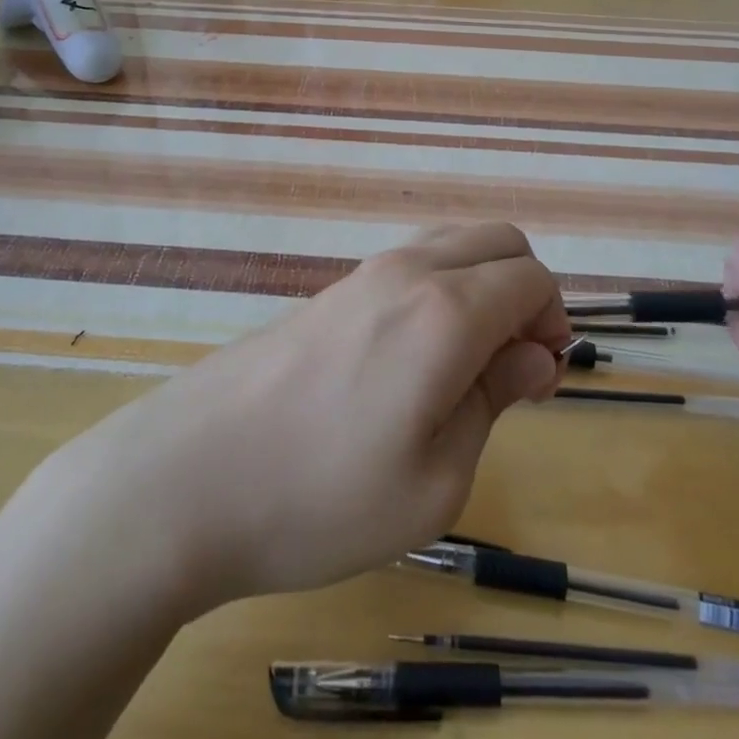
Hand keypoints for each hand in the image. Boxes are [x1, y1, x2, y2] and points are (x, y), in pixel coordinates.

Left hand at [39, 223, 568, 612]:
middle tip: (512, 368)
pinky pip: (409, 265)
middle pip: (497, 240)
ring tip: (465, 367)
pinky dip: (439, 290)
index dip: (555, 322)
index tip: (541, 382)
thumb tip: (534, 354)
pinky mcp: (328, 292)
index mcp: (446, 311)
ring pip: (451, 244)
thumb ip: (494, 399)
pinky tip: (411, 361)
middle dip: (526, 291)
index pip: (532, 277)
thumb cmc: (321, 498)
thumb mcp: (435, 480)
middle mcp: (408, 272)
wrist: (183, 481)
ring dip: (482, 285)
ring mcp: (361, 275)